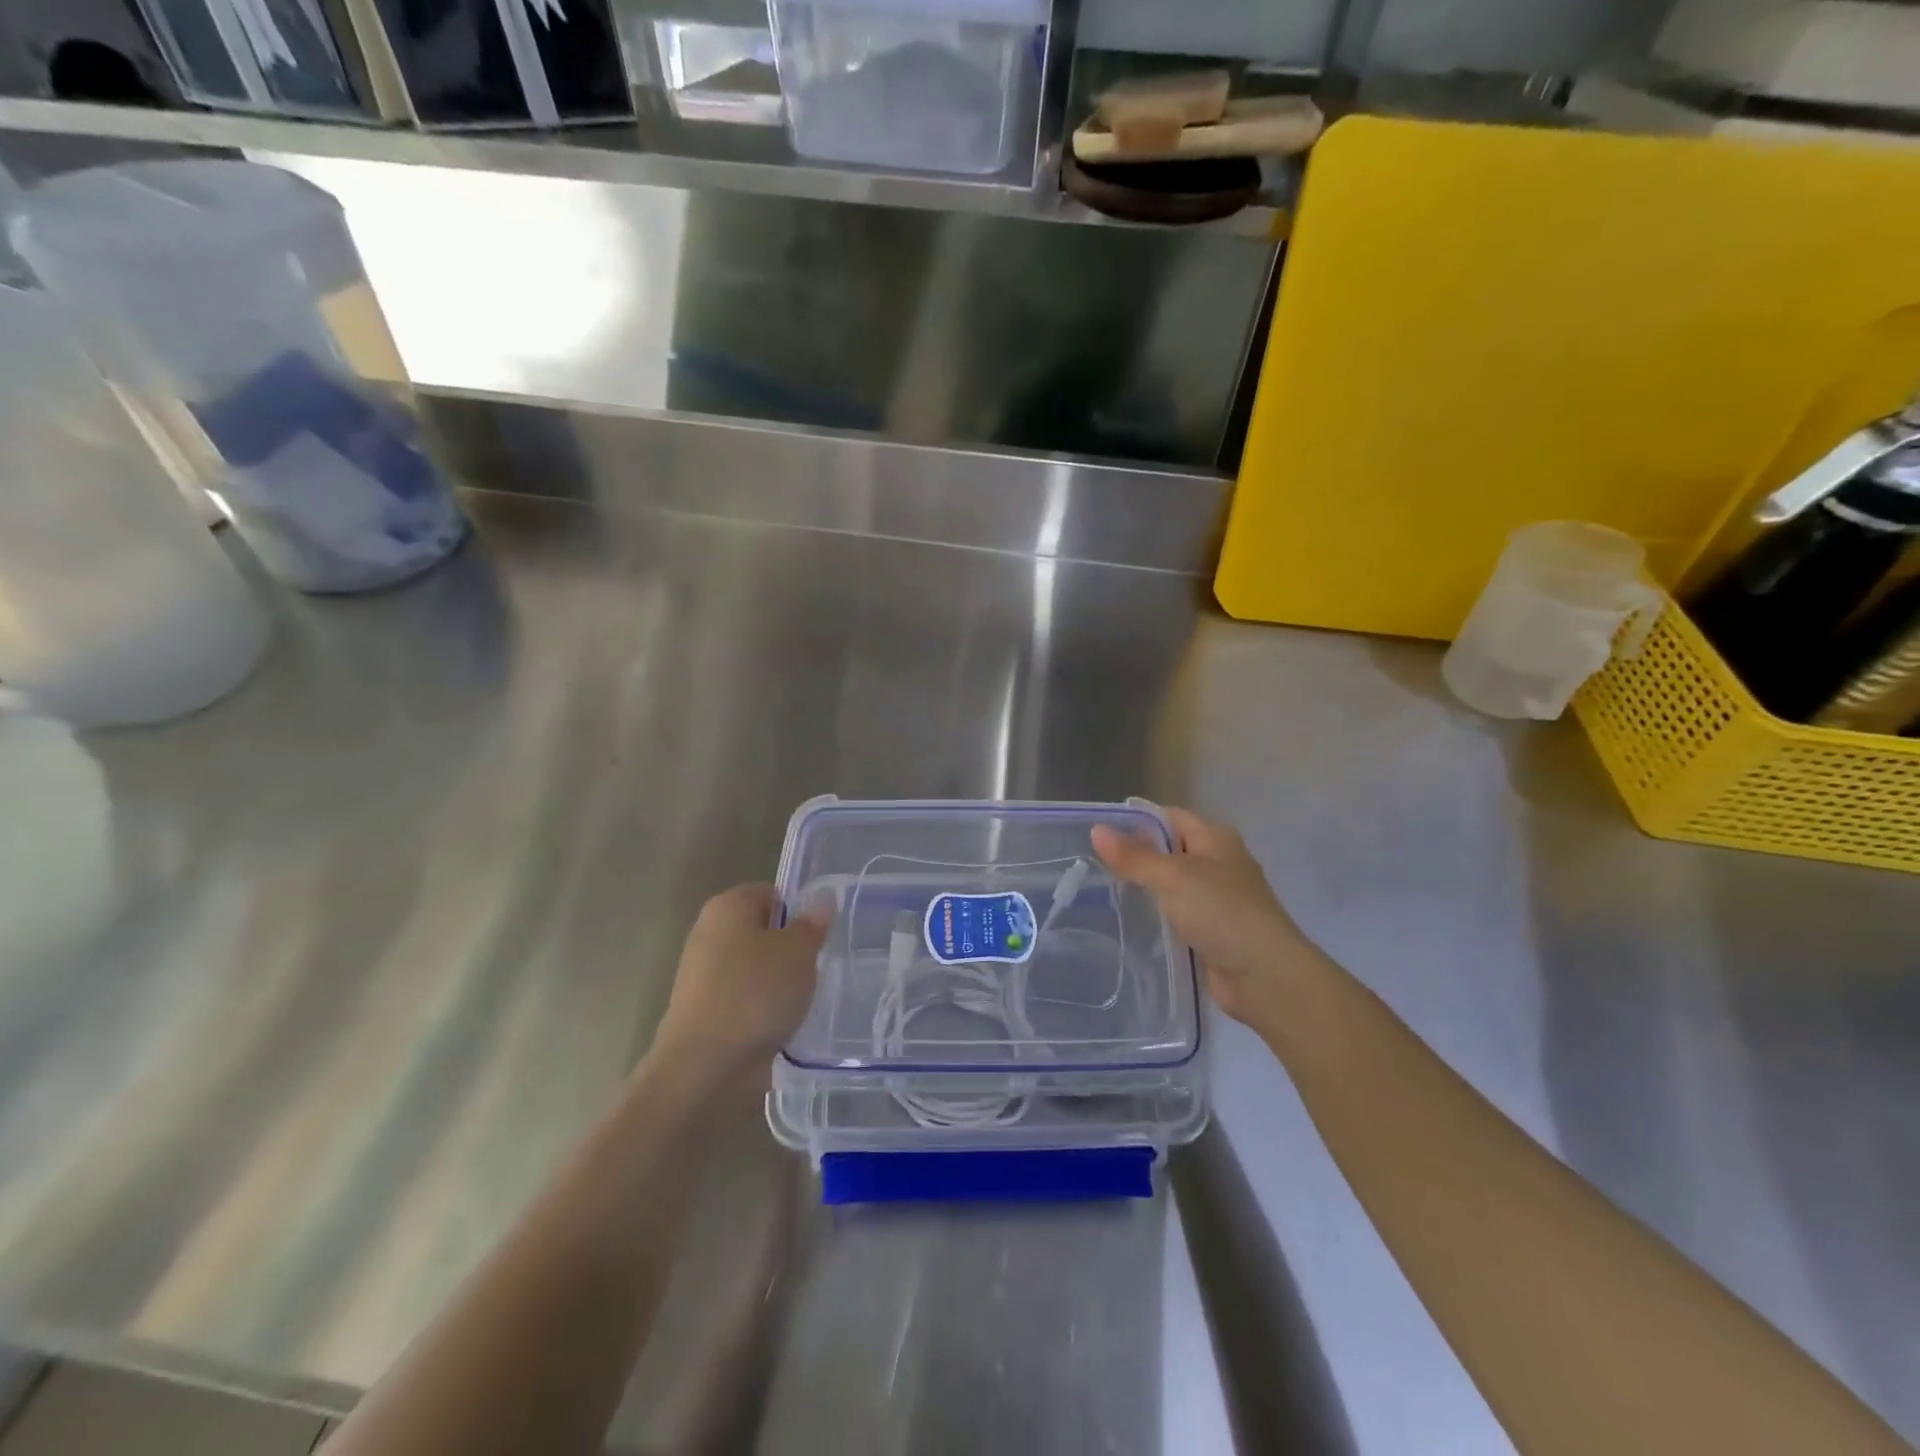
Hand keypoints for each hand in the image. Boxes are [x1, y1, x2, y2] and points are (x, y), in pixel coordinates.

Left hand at [650, 883, 828, 1095]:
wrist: (705, 1068)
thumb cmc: (755, 993)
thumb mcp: (799, 952)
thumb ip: (812, 924)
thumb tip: (821, 903)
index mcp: (728, 906)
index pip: (772, 893)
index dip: (799, 911)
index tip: (821, 936)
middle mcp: (710, 934)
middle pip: (763, 931)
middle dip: (791, 948)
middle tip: (817, 967)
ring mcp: (704, 976)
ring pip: (756, 968)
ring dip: (780, 982)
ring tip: (804, 1000)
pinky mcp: (706, 1013)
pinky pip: (746, 1000)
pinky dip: (764, 1010)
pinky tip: (783, 1024)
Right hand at [1091, 807, 1318, 1028]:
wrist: (1264, 975)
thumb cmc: (1220, 911)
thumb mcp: (1172, 877)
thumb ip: (1134, 857)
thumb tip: (1096, 830)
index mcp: (1216, 838)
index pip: (1170, 817)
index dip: (1138, 821)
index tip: (1100, 832)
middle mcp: (1220, 862)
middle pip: (1171, 849)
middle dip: (1138, 855)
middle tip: (1094, 863)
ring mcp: (1219, 898)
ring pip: (1174, 884)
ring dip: (1148, 888)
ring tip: (1105, 890)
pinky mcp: (1215, 930)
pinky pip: (1179, 913)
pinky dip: (1160, 915)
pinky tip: (1133, 921)